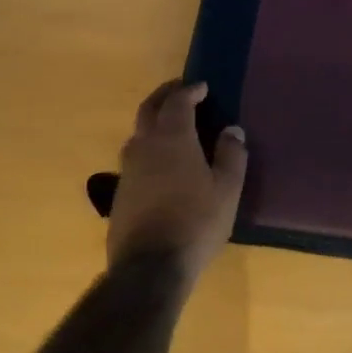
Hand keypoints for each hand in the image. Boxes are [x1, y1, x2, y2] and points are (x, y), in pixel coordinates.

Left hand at [107, 80, 247, 279]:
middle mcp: (144, 146)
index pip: (178, 102)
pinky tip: (160, 164)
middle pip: (149, 109)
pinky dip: (147, 148)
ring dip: (153, 122)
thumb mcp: (227, 189)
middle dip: (164, 96)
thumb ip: (231, 155)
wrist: (150, 266)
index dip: (190, 90)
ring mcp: (127, 170)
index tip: (202, 86)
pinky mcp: (120, 193)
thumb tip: (232, 130)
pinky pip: (134, 158)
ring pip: (137, 134)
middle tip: (179, 90)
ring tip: (170, 126)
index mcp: (173, 138)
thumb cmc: (196, 222)